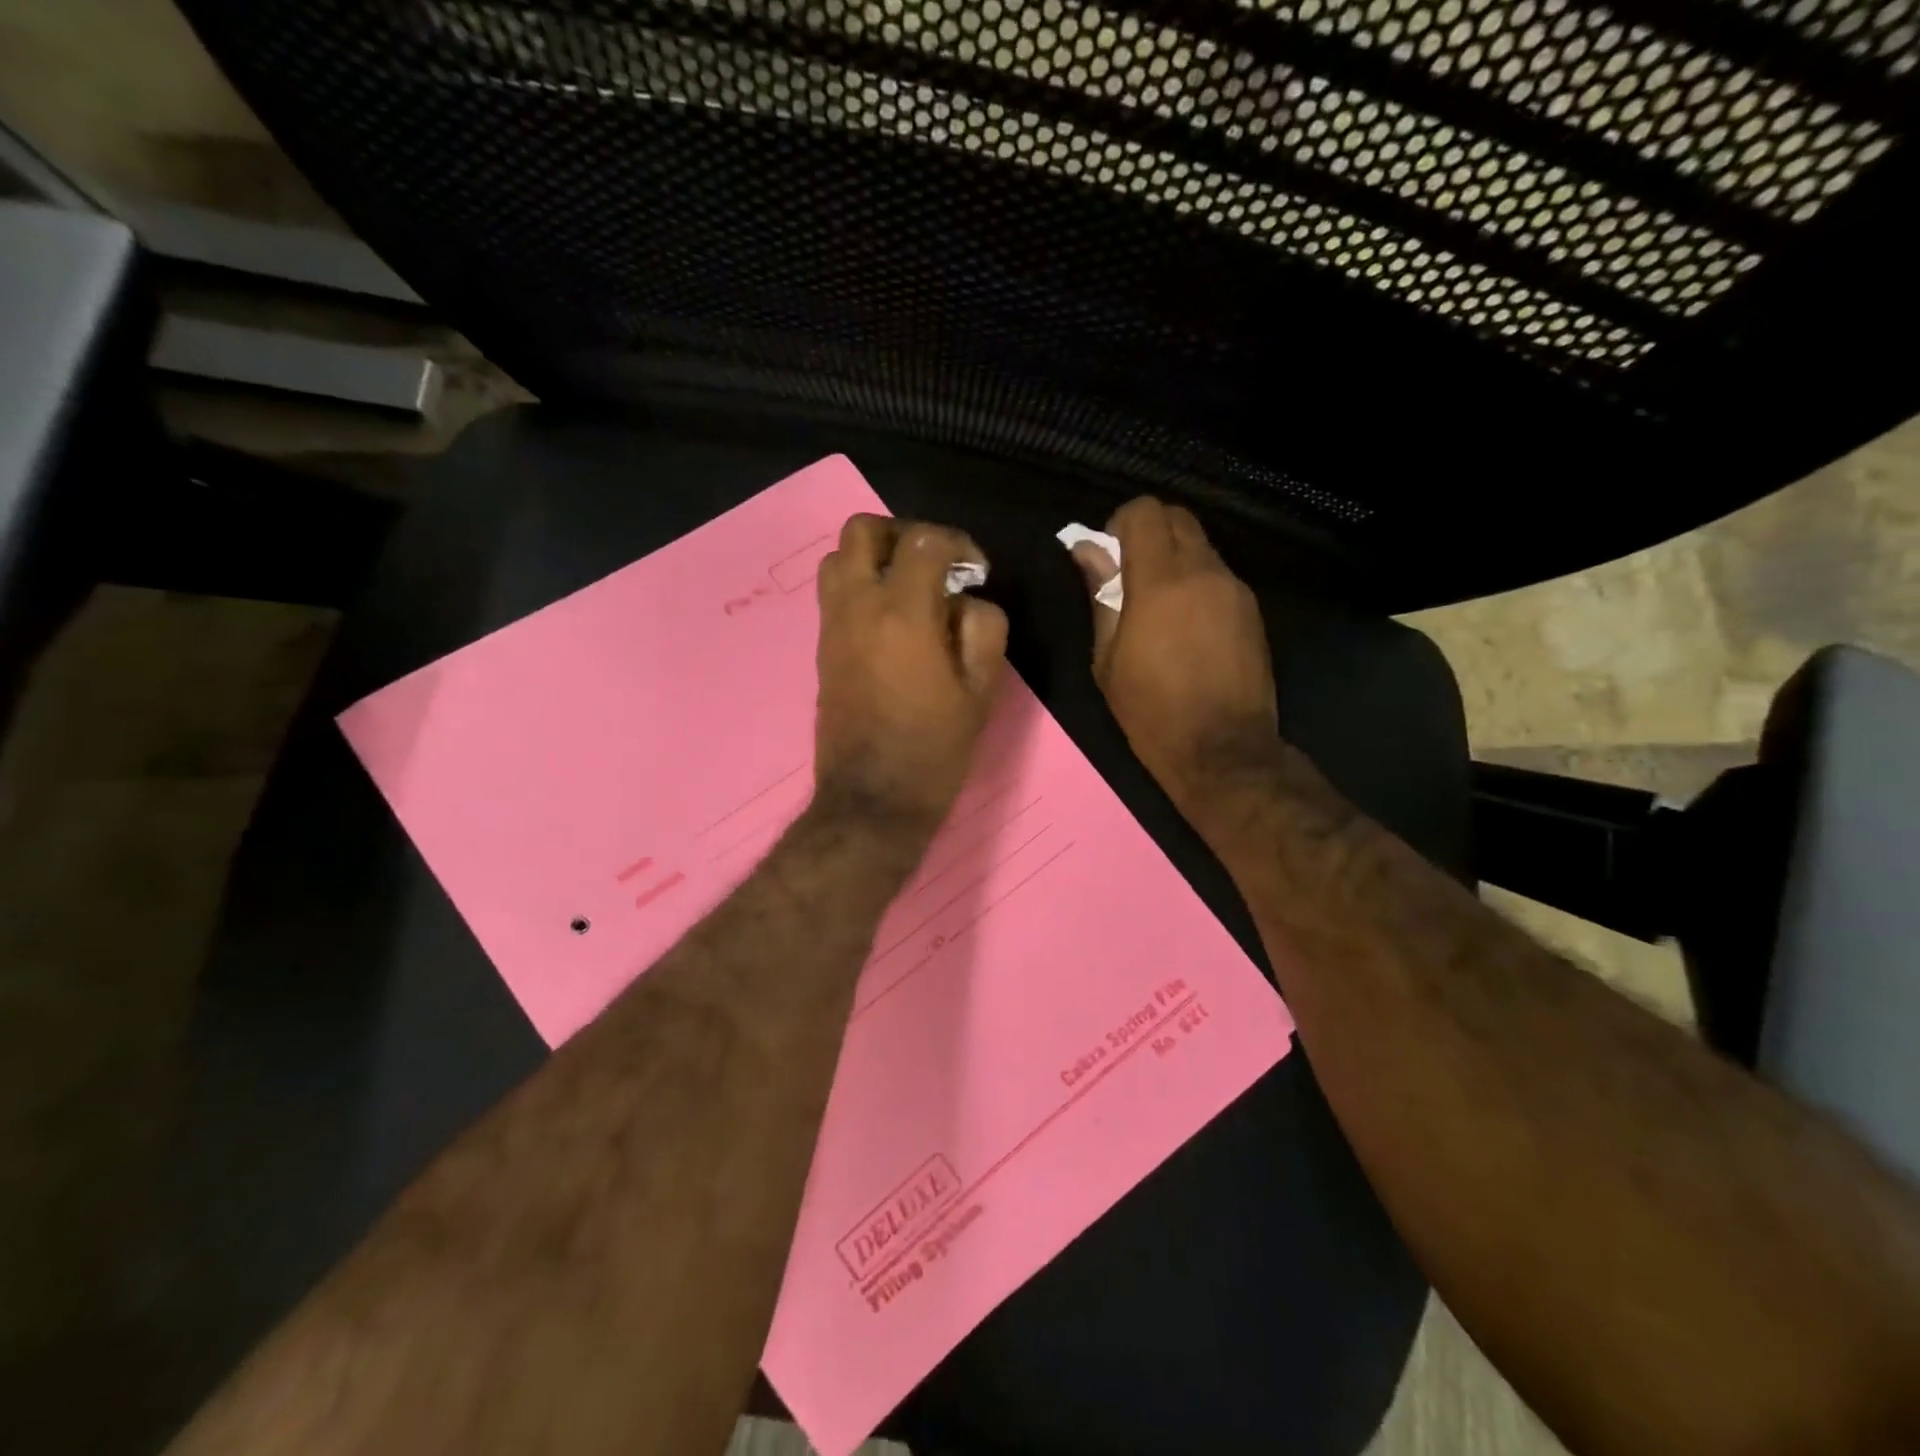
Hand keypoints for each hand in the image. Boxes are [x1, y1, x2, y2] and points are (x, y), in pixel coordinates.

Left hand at [813, 514, 1008, 831]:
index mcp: (903, 613)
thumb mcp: (981, 690)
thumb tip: (968, 599)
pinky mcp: (821, 647)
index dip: (958, 543)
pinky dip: (860, 585)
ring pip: (838, 557)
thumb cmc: (934, 748)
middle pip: (863, 530)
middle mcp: (858, 606)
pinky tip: (891, 619)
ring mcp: (832, 625)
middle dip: (904, 534)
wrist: (872, 798)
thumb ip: (984, 628)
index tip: (976, 572)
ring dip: (875, 557)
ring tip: (909, 588)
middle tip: (934, 564)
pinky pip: (833, 592)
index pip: (924, 540)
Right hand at [1072, 498, 1281, 826]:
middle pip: (1177, 517)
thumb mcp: (1108, 659)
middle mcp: (1203, 572)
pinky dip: (1197, 581)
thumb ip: (1100, 596)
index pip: (1145, 513)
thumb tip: (1086, 551)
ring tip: (1158, 604)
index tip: (1108, 556)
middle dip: (1149, 532)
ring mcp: (1234, 588)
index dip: (1119, 524)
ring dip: (1174, 558)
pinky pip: (1218, 574)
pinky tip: (1187, 624)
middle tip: (1129, 574)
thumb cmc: (1151, 711)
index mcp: (1160, 582)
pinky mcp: (1252, 609)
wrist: (1222, 749)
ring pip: (1201, 545)